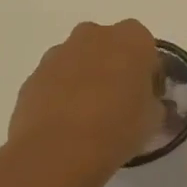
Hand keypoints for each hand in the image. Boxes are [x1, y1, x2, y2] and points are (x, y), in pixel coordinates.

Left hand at [0, 20, 162, 186]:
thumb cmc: (118, 127)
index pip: (146, 48)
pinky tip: (65, 123)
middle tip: (118, 100)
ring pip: (79, 59)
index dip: (147, 72)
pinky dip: (60, 93)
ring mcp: (59, 53)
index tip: (146, 96)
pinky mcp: (33, 76)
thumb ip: (153, 102)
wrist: (58, 151)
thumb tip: (146, 103)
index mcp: (132, 39)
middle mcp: (95, 35)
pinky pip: (55, 79)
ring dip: (85, 77)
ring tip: (88, 115)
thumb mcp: (153, 118)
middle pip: (109, 45)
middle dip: (113, 66)